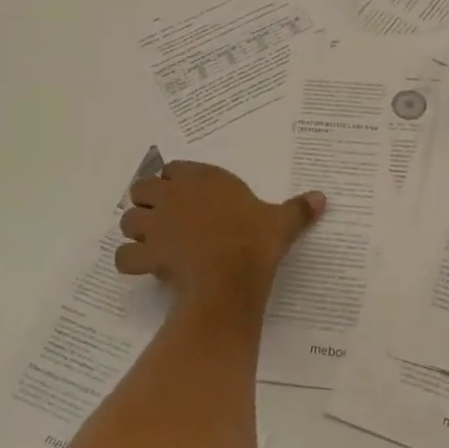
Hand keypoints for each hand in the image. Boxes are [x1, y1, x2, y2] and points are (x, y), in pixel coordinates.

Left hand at [116, 162, 325, 306]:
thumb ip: (299, 209)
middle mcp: (174, 195)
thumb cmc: (256, 243)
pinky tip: (143, 268)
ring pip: (128, 220)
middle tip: (164, 220)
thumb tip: (323, 198)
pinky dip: (130, 261)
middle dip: (148, 202)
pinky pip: (125, 256)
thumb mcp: (282, 223)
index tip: (186, 198)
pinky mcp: (147, 253)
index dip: (175, 182)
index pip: (174, 169)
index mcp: (203, 179)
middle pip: (142, 189)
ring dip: (135, 231)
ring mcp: (156, 224)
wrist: (231, 278)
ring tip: (152, 243)